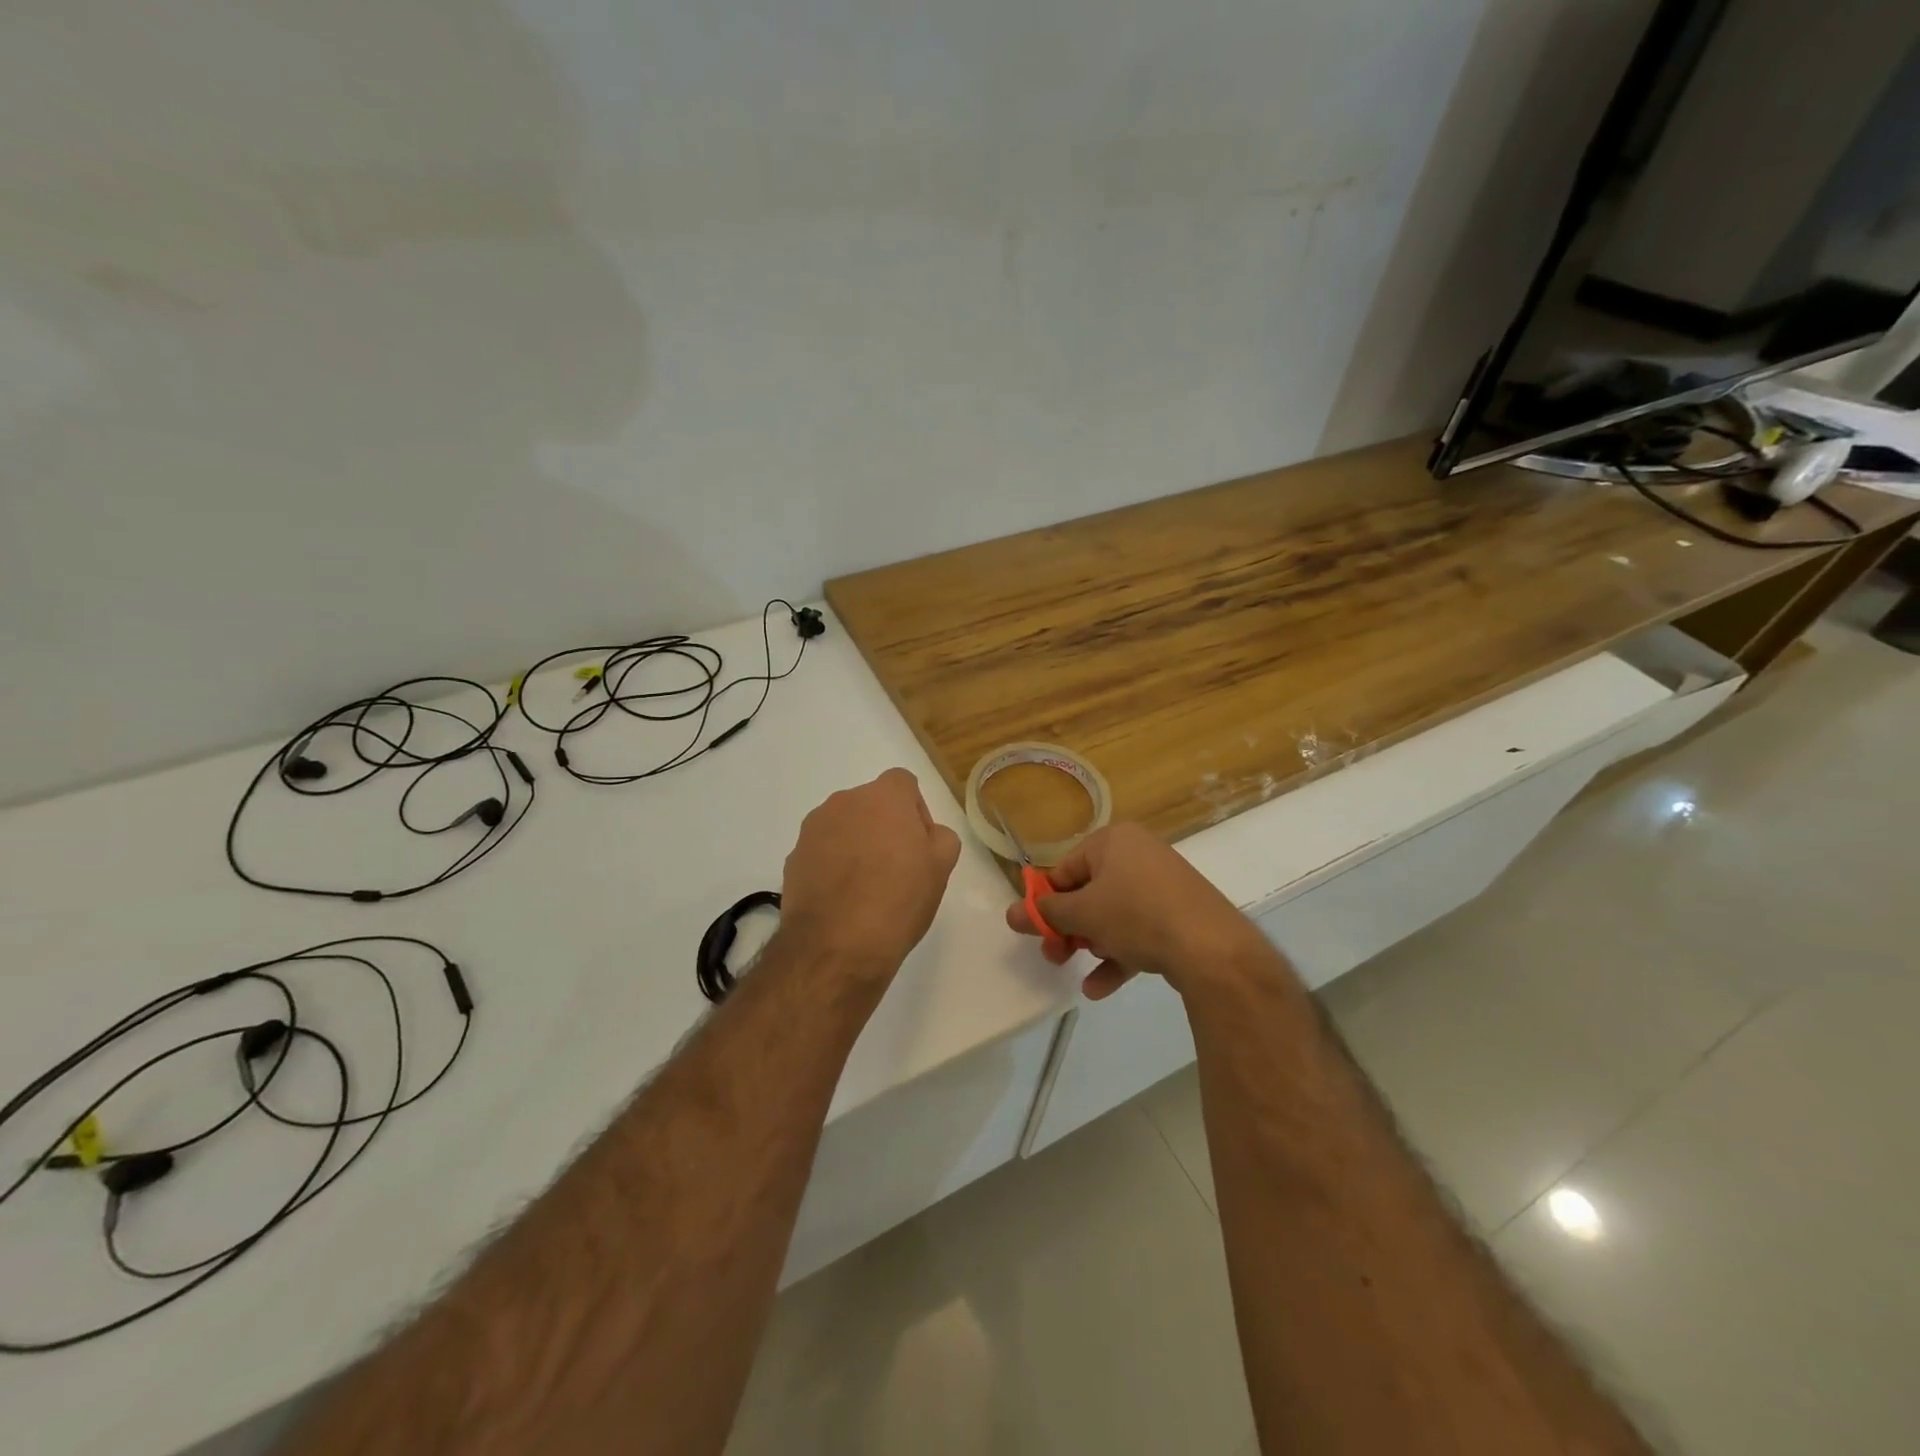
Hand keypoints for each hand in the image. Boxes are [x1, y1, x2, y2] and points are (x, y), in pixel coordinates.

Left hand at [780, 768, 962, 978]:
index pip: (903, 784)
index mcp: (884, 796)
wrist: (835, 946)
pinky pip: (822, 853)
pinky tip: (842, 901)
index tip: (919, 845)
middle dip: (884, 828)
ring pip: (844, 828)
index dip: (915, 811)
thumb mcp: (941, 867)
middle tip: (897, 869)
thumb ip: (940, 837)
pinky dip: (832, 867)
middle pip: (871, 805)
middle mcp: (844, 802)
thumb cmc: (898, 900)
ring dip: (856, 846)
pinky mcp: (793, 858)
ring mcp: (813, 829)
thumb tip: (924, 835)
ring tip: (866, 890)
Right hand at [1006, 822, 1271, 999]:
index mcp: (1113, 840)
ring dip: (1092, 944)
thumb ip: (1046, 914)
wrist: (1212, 947)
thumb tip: (1010, 913)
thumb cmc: (1136, 915)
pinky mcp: (1180, 914)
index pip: (1065, 869)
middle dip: (1069, 928)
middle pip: (1089, 892)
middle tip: (1055, 956)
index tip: (1036, 933)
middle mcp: (1139, 854)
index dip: (1046, 903)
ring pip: (1114, 915)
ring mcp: (1163, 885)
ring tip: (1079, 971)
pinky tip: (1100, 988)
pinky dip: (1119, 955)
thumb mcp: (1083, 914)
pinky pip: (1139, 930)